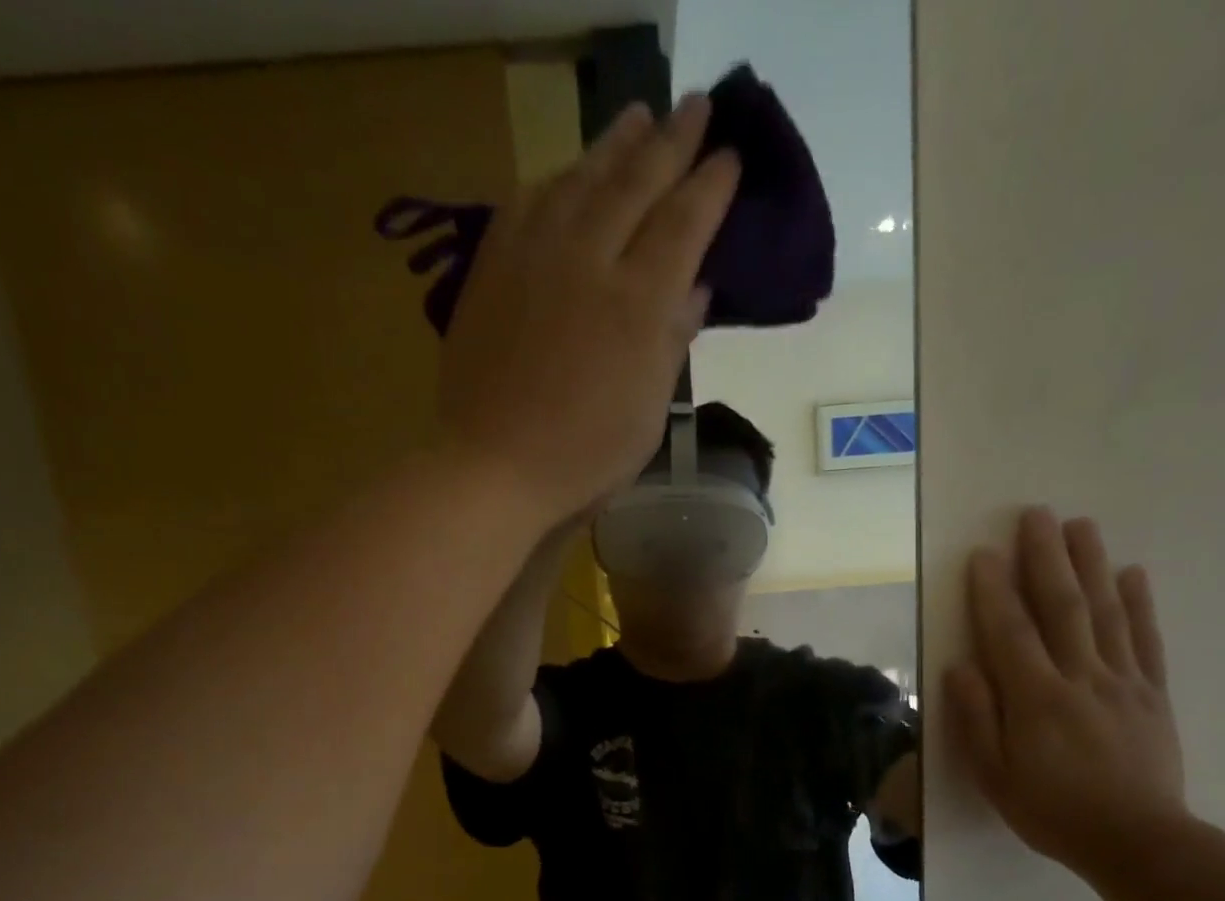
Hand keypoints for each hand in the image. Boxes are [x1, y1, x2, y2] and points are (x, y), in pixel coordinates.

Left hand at [438, 95, 740, 526]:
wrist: (493, 467)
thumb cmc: (584, 458)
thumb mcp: (647, 414)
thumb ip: (672, 343)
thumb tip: (696, 289)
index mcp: (638, 304)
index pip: (684, 223)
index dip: (711, 186)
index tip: (731, 157)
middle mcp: (588, 260)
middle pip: (636, 182)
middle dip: (672, 141)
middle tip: (695, 108)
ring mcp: (534, 256)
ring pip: (581, 177)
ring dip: (614, 143)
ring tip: (638, 119)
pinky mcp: (493, 265)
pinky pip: (529, 199)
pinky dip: (558, 177)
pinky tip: (569, 172)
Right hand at [945, 508, 1187, 876]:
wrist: (1136, 841)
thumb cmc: (1051, 811)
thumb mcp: (993, 776)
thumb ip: (976, 719)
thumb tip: (959, 667)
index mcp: (1035, 699)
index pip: (1010, 632)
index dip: (994, 591)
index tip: (983, 553)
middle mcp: (1080, 678)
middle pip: (1061, 607)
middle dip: (1046, 558)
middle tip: (1037, 514)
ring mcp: (1122, 681)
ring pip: (1105, 612)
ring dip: (1091, 564)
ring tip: (1081, 525)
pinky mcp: (1153, 694)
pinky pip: (1145, 639)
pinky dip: (1139, 603)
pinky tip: (1132, 573)